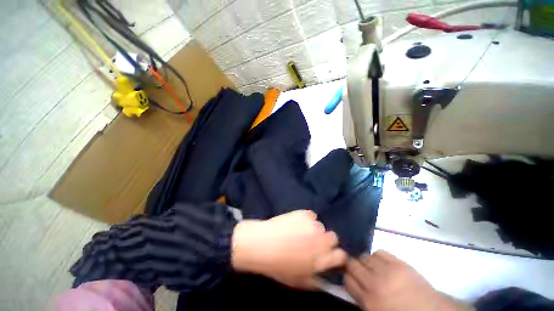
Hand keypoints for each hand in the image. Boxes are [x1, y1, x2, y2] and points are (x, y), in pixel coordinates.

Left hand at [231, 210, 346, 289]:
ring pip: (321, 225)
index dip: (337, 255)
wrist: (262, 244)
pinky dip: (306, 218)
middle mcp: (321, 241)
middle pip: (333, 237)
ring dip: (314, 229)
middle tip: (312, 242)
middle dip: (325, 240)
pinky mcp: (304, 213)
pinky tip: (296, 222)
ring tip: (301, 231)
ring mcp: (313, 225)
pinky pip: (311, 215)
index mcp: (321, 260)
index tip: (329, 254)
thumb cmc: (278, 266)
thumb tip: (325, 278)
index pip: (341, 256)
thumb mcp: (298, 281)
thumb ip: (316, 280)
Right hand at [345, 250, 471, 310]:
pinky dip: (378, 256)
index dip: (347, 276)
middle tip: (358, 270)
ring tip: (372, 267)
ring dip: (365, 261)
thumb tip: (353, 284)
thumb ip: (362, 299)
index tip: (350, 276)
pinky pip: (380, 252)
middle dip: (352, 265)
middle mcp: (374, 283)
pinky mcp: (400, 264)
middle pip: (352, 264)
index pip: (347, 279)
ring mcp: (387, 272)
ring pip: (365, 256)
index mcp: (368, 301)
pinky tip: (382, 263)